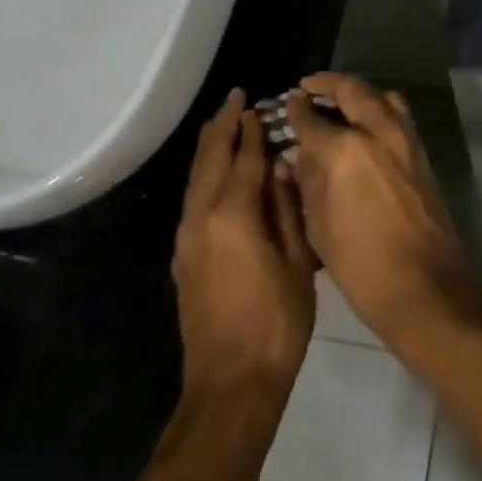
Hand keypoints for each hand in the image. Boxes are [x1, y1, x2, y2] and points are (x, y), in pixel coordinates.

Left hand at [173, 89, 317, 406]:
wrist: (231, 383)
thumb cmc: (276, 321)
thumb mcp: (297, 262)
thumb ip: (286, 209)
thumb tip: (281, 168)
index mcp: (234, 215)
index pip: (244, 159)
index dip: (252, 130)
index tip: (256, 103)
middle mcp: (202, 218)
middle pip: (210, 159)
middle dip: (221, 126)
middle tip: (233, 97)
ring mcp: (187, 239)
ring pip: (195, 179)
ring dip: (209, 147)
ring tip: (222, 123)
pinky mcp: (184, 258)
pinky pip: (192, 199)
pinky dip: (204, 174)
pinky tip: (215, 172)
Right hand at [285, 73, 472, 347]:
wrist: (423, 284)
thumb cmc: (360, 263)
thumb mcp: (319, 225)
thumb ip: (308, 181)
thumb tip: (299, 155)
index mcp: (346, 149)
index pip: (313, 119)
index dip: (296, 110)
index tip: (287, 101)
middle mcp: (379, 132)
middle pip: (352, 90)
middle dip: (328, 84)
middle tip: (308, 86)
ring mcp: (405, 139)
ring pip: (381, 96)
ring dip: (357, 91)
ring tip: (336, 100)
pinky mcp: (421, 152)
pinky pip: (397, 114)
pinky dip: (377, 107)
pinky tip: (362, 123)